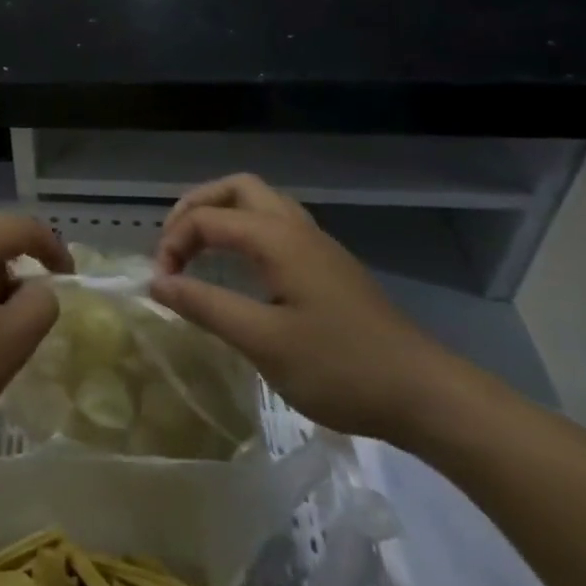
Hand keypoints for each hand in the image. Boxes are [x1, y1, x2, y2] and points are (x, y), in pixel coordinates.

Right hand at [149, 174, 457, 441]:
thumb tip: (157, 283)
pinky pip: (276, 226)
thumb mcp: (262, 341)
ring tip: (197, 250)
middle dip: (196, 207)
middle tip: (173, 245)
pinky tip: (238, 269)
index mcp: (278, 239)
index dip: (173, 244)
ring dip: (222, 215)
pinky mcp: (328, 268)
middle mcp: (297, 229)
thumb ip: (205, 305)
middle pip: (237, 188)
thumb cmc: (341, 368)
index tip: (162, 286)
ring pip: (260, 203)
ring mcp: (317, 246)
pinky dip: (244, 232)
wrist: (427, 396)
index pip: (207, 218)